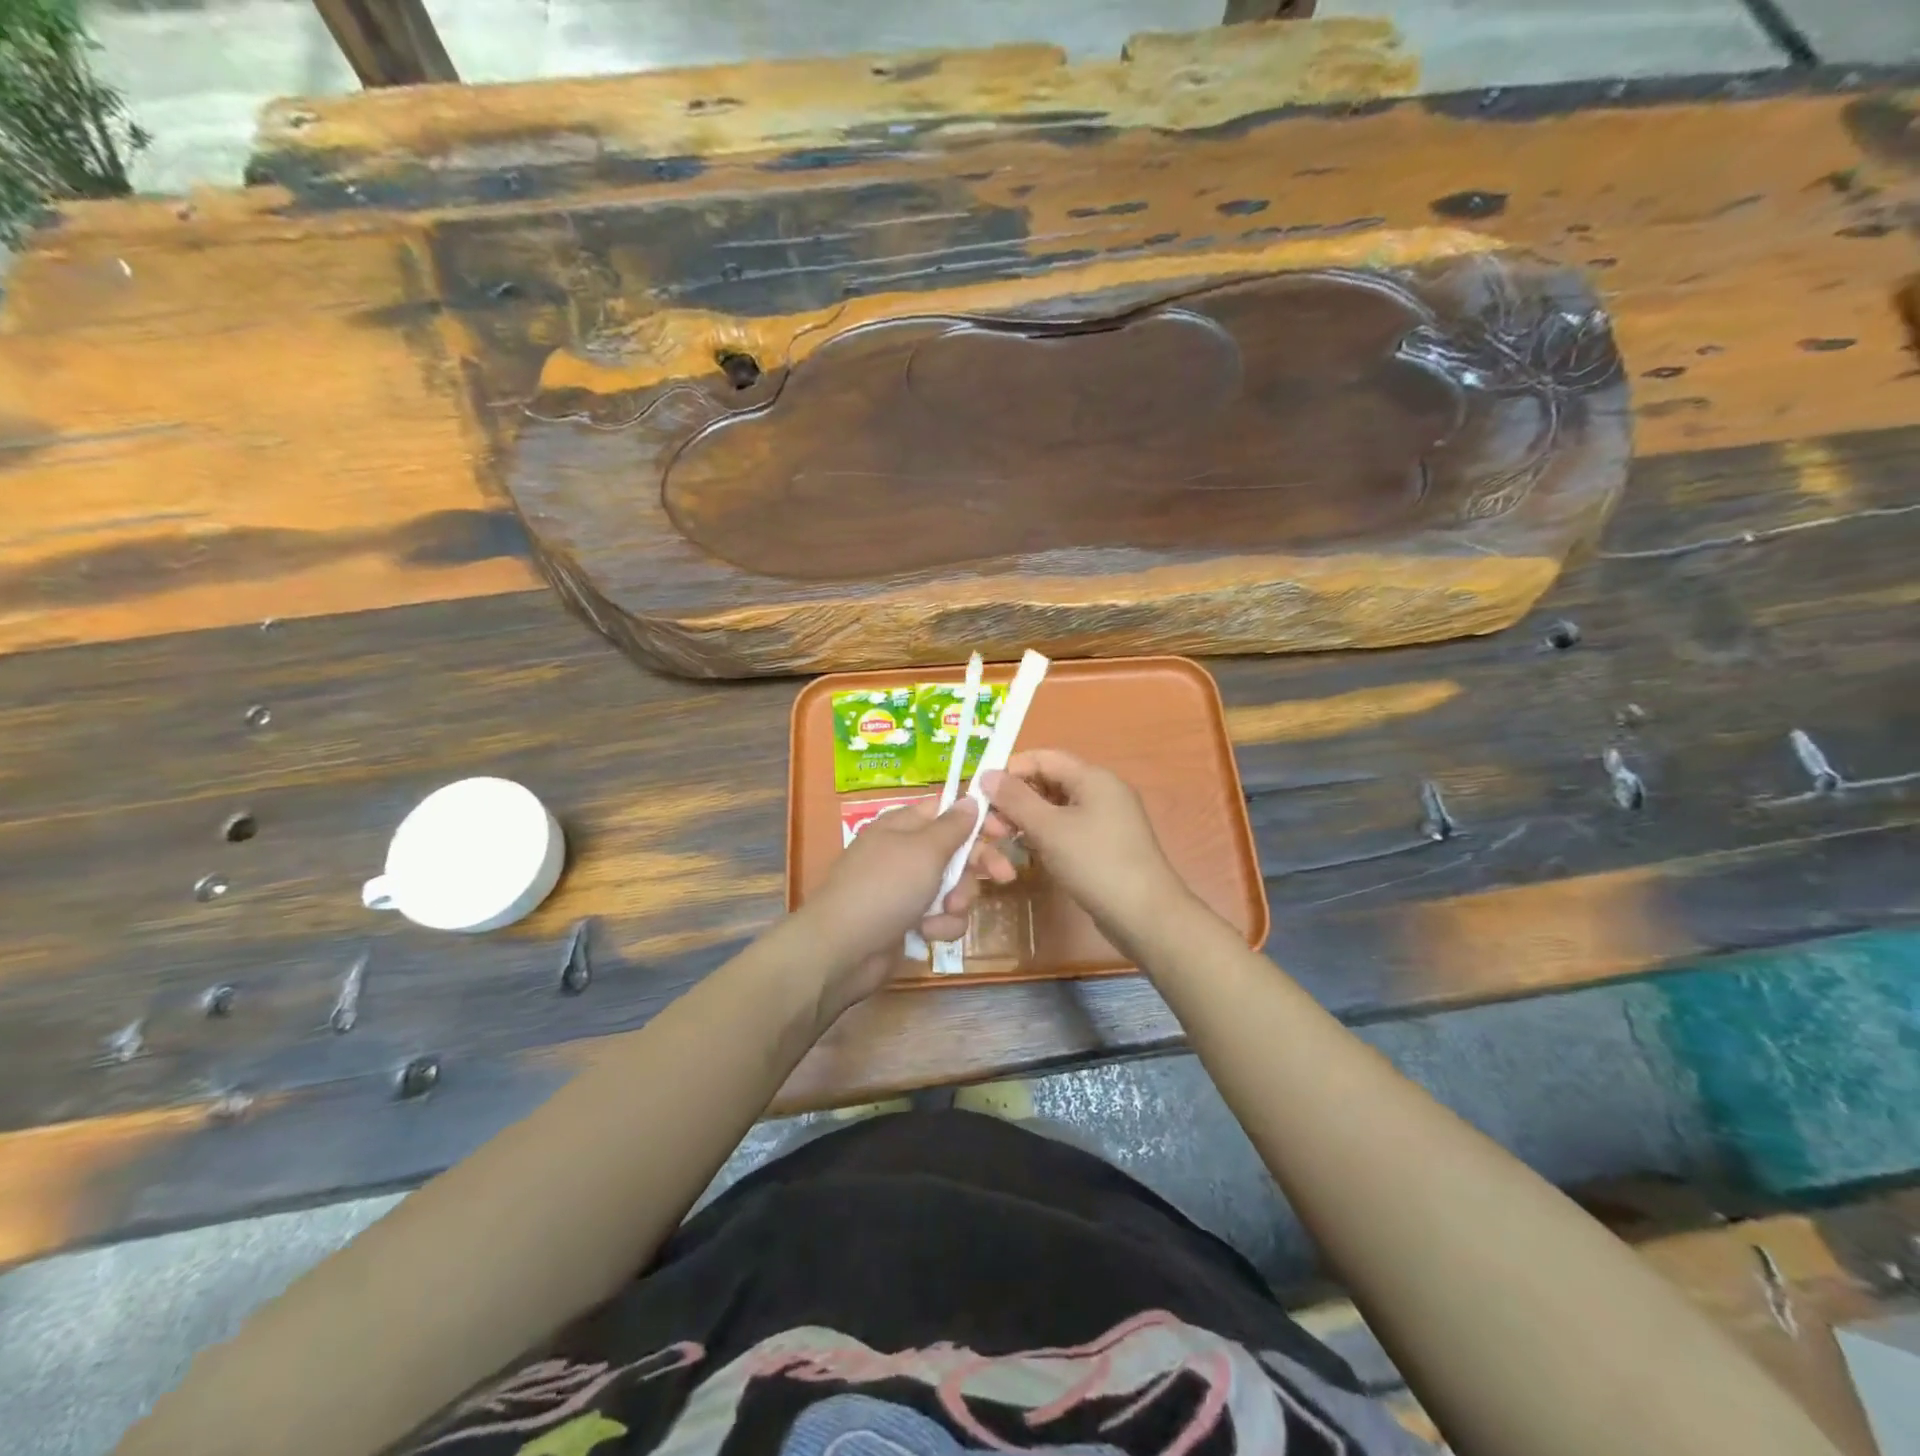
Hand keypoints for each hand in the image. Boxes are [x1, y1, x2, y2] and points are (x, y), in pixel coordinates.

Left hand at [796, 797, 986, 1009]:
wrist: (843, 949)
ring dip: (956, 902)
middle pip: (956, 851)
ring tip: (943, 913)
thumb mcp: (924, 850)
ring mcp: (905, 888)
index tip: (1006, 832)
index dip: (978, 820)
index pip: (947, 811)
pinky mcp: (907, 921)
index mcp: (903, 825)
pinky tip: (927, 933)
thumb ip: (953, 826)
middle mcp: (904, 853)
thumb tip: (970, 799)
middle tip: (1004, 876)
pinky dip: (939, 925)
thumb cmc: (885, 887)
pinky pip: (940, 916)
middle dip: (977, 867)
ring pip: (953, 888)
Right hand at [979, 750, 1188, 942]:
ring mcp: (1105, 820)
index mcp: (1093, 777)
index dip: (1011, 770)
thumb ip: (1016, 799)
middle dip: (1015, 800)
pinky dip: (1044, 836)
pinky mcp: (1104, 845)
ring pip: (1055, 808)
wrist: (1144, 915)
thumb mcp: (1049, 829)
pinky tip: (1026, 853)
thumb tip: (987, 774)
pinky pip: (1067, 829)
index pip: (1043, 758)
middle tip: (991, 828)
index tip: (981, 793)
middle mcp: (1101, 792)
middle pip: (1048, 782)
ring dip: (1026, 820)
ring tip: (1003, 843)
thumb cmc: (1095, 863)